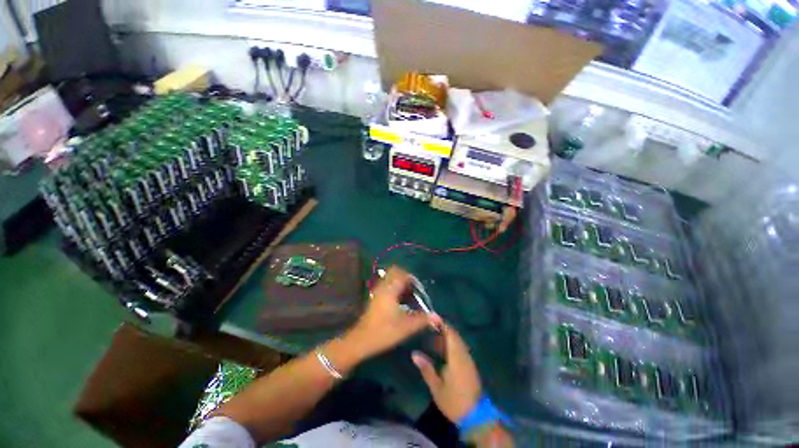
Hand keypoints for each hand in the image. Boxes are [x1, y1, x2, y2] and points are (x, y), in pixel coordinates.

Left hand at [345, 266, 440, 359]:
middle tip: (414, 290)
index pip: (402, 274)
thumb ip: (422, 320)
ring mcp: (377, 291)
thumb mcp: (406, 327)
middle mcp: (383, 287)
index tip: (419, 289)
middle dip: (406, 278)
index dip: (412, 279)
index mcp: (390, 290)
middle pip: (395, 272)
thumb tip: (437, 316)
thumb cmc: (384, 332)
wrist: (361, 341)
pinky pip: (387, 285)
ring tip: (409, 295)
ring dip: (400, 283)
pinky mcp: (375, 297)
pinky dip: (395, 288)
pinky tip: (400, 301)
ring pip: (390, 278)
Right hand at [412, 323, 481, 422]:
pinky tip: (442, 347)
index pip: (450, 333)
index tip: (432, 315)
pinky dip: (451, 343)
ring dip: (447, 334)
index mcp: (456, 357)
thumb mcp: (437, 387)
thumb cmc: (454, 401)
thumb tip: (414, 354)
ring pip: (458, 341)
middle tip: (430, 323)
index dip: (442, 323)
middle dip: (443, 327)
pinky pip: (460, 347)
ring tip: (433, 333)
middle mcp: (464, 354)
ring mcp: (468, 360)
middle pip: (454, 335)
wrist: (476, 416)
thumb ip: (426, 368)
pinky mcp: (469, 365)